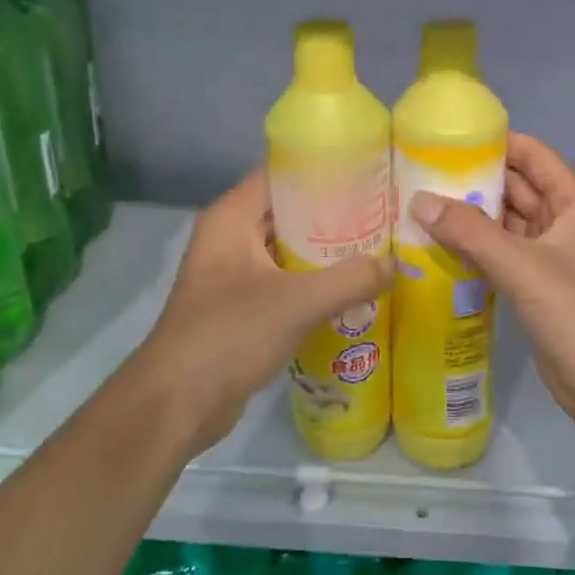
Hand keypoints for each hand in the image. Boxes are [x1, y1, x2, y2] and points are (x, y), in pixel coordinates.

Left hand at [134, 170, 392, 454]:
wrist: (177, 403)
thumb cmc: (229, 334)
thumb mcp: (297, 302)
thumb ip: (350, 280)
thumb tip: (396, 265)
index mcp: (231, 218)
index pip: (281, 174)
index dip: (323, 170)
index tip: (368, 174)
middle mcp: (229, 238)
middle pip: (288, 212)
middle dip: (333, 214)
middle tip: (382, 215)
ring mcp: (232, 275)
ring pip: (287, 251)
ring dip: (326, 253)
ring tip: (375, 249)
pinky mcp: (239, 308)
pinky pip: (284, 283)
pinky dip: (313, 284)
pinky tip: (351, 291)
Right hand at [411, 134, 574, 450]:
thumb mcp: (523, 266)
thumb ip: (470, 232)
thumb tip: (418, 199)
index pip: (532, 156)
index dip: (493, 143)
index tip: (444, 139)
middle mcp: (565, 224)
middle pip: (516, 190)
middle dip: (473, 183)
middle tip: (417, 176)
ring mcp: (552, 259)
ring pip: (506, 227)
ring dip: (470, 220)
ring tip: (418, 209)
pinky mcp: (539, 290)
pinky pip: (502, 258)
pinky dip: (475, 252)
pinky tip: (437, 251)